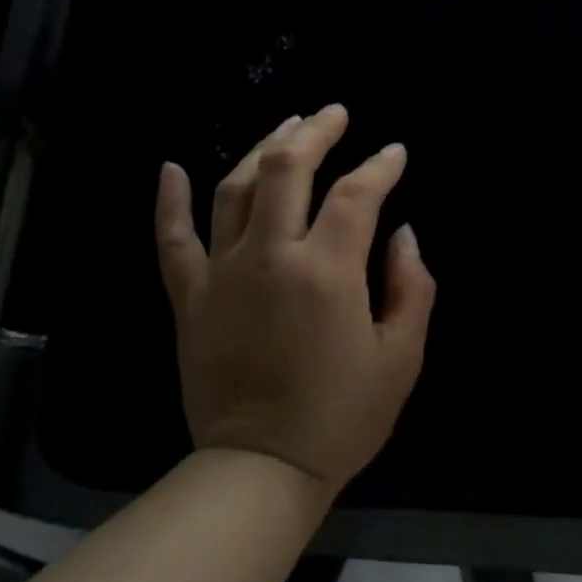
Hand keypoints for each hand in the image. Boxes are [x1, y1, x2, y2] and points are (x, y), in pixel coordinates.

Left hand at [154, 105, 435, 497]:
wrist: (262, 467)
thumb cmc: (343, 415)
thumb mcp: (402, 356)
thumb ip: (413, 287)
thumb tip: (404, 233)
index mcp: (327, 272)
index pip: (357, 194)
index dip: (380, 166)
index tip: (395, 153)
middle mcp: (270, 257)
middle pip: (286, 170)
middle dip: (314, 132)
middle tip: (334, 113)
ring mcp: (221, 273)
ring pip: (232, 188)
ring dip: (260, 148)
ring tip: (285, 127)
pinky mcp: (189, 297)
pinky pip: (172, 239)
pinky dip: (168, 200)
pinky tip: (171, 166)